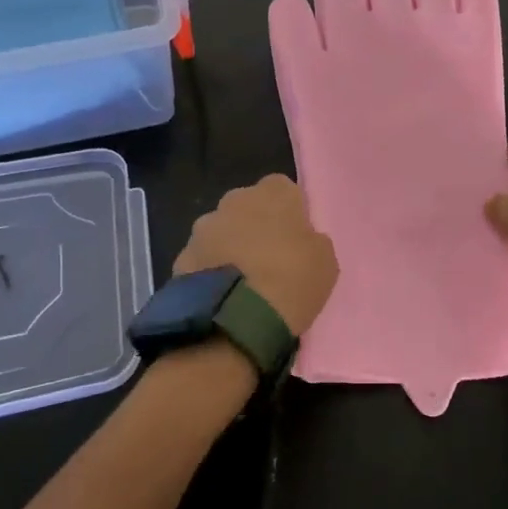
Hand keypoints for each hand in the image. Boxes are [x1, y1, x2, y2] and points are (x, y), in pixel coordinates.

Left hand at [172, 175, 338, 337]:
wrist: (235, 319)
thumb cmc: (291, 282)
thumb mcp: (325, 262)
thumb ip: (311, 240)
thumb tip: (300, 240)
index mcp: (273, 192)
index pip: (283, 189)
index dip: (289, 213)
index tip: (295, 239)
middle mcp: (234, 199)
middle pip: (248, 207)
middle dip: (255, 226)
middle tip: (268, 260)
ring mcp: (203, 227)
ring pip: (222, 231)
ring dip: (230, 247)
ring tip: (242, 282)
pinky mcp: (182, 255)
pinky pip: (203, 258)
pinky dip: (211, 270)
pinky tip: (221, 295)